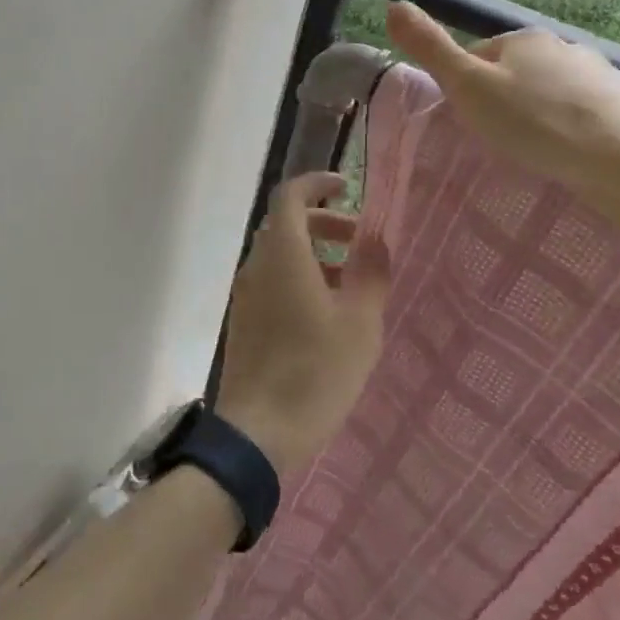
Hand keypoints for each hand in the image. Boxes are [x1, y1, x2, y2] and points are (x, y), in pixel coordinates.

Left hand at [215, 173, 391, 480]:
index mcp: (282, 254)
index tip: (346, 189)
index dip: (317, 184)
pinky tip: (325, 314)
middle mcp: (256, 265)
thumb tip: (376, 240)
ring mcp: (245, 295)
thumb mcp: (359, 324)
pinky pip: (271, 282)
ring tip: (350, 282)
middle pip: (285, 225)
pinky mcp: (243, 322)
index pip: (290, 195)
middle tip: (359, 241)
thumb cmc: (315, 372)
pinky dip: (298, 278)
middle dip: (323, 223)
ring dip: (313, 254)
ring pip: (278, 255)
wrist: (258, 434)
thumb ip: (371, 274)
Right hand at [384, 0, 619, 219]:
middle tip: (500, 140)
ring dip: (542, 113)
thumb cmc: (536, 124)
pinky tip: (574, 154)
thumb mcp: (469, 88)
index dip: (467, 87)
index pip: (479, 56)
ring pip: (554, 92)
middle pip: (518, 72)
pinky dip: (577, 128)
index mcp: (524, 38)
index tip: (469, 121)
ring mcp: (603, 74)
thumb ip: (431, 48)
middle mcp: (566, 46)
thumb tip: (393, 4)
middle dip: (506, 99)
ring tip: (537, 150)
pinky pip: (588, 113)